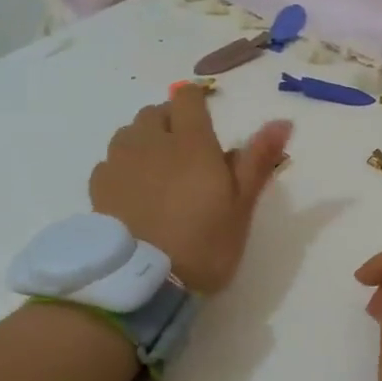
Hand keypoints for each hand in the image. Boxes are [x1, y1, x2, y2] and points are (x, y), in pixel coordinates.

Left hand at [89, 87, 291, 293]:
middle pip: (156, 112)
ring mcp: (120, 163)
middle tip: (188, 149)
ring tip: (159, 168)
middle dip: (171, 120)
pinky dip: (124, 165)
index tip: (206, 114)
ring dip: (145, 139)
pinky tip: (135, 190)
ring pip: (130, 133)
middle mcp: (151, 143)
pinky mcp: (99, 187)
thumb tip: (282, 122)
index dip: (197, 100)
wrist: (143, 281)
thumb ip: (258, 160)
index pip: (188, 99)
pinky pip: (111, 161)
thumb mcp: (241, 206)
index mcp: (191, 144)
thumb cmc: (204, 243)